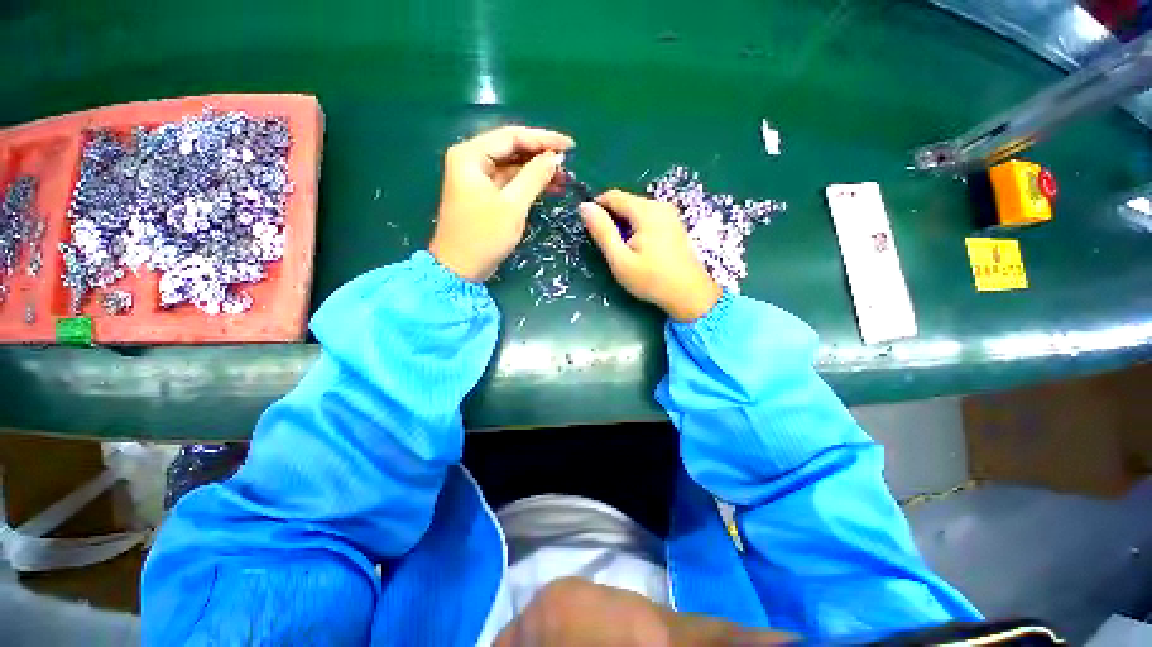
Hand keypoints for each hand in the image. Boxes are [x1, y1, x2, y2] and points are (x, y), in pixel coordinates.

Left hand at [429, 126, 574, 280]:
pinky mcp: (484, 194)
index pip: (512, 136)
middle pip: (512, 149)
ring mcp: (477, 178)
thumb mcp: (513, 205)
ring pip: (513, 166)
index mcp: (471, 155)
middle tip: (569, 163)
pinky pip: (510, 182)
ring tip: (564, 178)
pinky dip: (528, 184)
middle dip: (541, 156)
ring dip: (537, 171)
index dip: (543, 139)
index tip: (570, 146)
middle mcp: (471, 160)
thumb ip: (534, 177)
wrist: (460, 268)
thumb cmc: (484, 236)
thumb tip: (556, 158)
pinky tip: (549, 188)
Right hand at [581, 190, 720, 321]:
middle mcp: (660, 206)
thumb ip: (602, 231)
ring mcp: (670, 214)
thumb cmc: (651, 280)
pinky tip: (640, 251)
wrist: (689, 295)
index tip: (592, 231)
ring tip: (625, 252)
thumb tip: (584, 206)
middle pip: (626, 202)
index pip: (613, 196)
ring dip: (625, 226)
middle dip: (613, 220)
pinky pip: (649, 219)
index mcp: (646, 211)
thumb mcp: (620, 259)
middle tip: (611, 248)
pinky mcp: (674, 225)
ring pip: (637, 211)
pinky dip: (638, 229)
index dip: (597, 208)